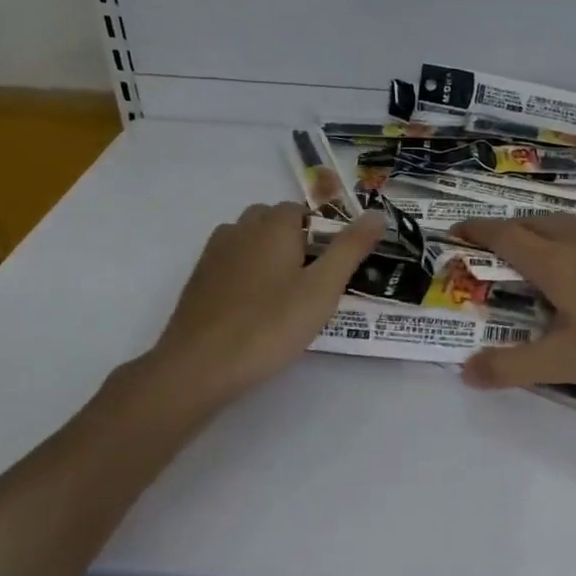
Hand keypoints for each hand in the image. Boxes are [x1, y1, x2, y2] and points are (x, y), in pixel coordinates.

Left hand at [136, 201, 384, 410]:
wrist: (200, 366)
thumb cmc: (270, 325)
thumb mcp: (323, 289)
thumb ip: (350, 248)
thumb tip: (377, 214)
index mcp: (272, 225)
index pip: (302, 209)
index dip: (322, 232)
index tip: (335, 265)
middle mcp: (239, 229)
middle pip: (273, 221)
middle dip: (295, 240)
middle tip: (313, 281)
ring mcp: (214, 254)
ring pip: (249, 241)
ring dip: (269, 255)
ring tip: (285, 294)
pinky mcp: (198, 281)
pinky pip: (231, 263)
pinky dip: (247, 274)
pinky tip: (255, 308)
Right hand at [450, 214, 575, 390]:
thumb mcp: (564, 362)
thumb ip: (512, 367)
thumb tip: (466, 372)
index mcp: (556, 263)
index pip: (506, 237)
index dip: (478, 230)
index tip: (458, 229)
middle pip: (537, 222)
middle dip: (510, 227)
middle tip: (495, 241)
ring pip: (570, 224)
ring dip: (545, 229)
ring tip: (540, 247)